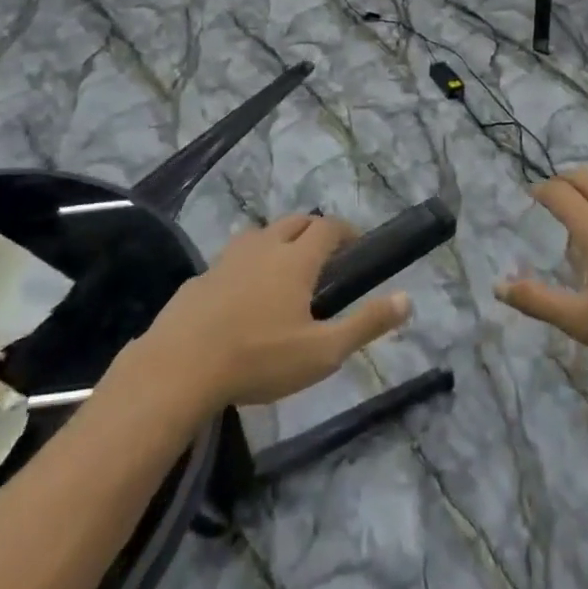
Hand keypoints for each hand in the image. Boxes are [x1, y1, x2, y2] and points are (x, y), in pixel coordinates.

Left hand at [148, 216, 410, 407]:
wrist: (179, 367)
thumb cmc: (260, 358)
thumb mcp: (323, 351)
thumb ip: (366, 324)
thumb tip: (408, 299)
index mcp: (296, 258)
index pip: (328, 227)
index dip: (346, 231)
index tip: (357, 246)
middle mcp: (264, 246)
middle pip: (295, 221)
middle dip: (314, 230)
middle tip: (325, 256)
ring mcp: (228, 258)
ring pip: (261, 234)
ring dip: (279, 241)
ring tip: (284, 271)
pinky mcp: (201, 277)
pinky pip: (233, 259)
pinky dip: (247, 265)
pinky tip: (243, 296)